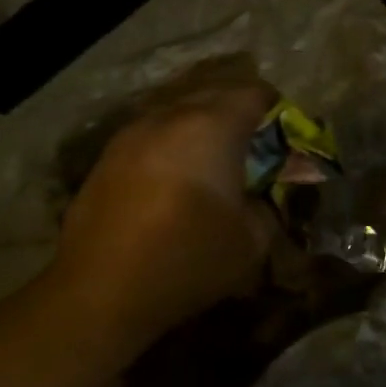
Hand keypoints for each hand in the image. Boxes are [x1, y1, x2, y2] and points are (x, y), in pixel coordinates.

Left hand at [50, 81, 279, 346]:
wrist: (100, 292)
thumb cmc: (188, 260)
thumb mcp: (253, 240)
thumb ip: (269, 205)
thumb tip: (263, 194)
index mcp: (212, 127)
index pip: (255, 94)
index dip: (277, 111)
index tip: (285, 137)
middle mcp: (170, 117)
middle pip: (215, 93)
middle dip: (240, 114)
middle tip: (255, 148)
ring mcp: (133, 133)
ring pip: (179, 110)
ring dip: (202, 127)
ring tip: (213, 162)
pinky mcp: (108, 156)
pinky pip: (153, 133)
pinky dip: (172, 144)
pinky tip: (175, 178)